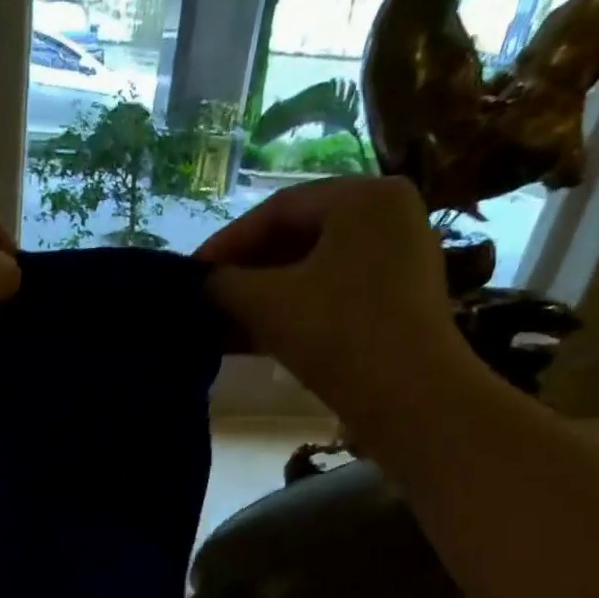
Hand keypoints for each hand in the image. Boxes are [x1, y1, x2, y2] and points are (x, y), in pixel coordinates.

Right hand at [196, 176, 469, 432]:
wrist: (408, 399)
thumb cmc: (338, 334)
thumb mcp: (268, 304)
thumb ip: (226, 285)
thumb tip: (202, 284)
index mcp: (364, 197)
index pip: (279, 209)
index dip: (227, 242)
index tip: (191, 274)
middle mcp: (386, 219)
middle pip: (297, 239)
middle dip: (244, 274)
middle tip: (204, 301)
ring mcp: (394, 265)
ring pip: (311, 274)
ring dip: (261, 301)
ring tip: (218, 327)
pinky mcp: (392, 308)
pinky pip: (329, 299)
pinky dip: (289, 316)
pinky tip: (249, 342)